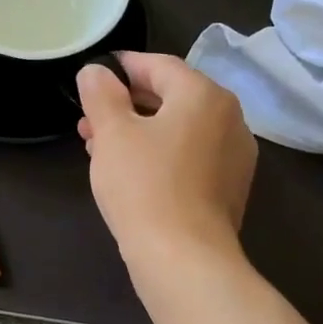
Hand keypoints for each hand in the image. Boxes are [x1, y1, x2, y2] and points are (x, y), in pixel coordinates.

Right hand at [76, 51, 256, 267]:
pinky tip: (129, 173)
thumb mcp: (112, 133)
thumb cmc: (144, 186)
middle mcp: (229, 119)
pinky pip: (189, 157)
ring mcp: (234, 156)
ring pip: (178, 130)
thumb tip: (96, 72)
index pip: (160, 66)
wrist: (184, 258)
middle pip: (172, 98)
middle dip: (126, 105)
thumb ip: (101, 95)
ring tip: (98, 147)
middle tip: (89, 118)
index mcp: (204, 95)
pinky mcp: (228, 189)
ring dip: (138, 132)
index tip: (96, 73)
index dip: (124, 66)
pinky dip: (159, 155)